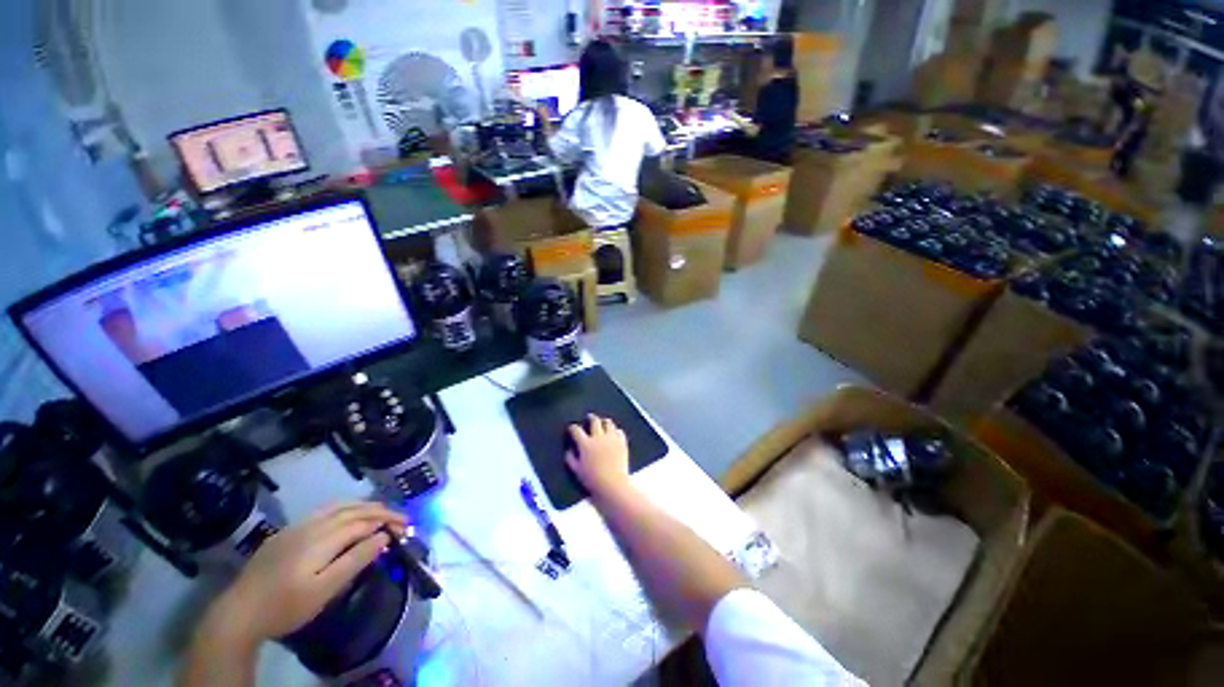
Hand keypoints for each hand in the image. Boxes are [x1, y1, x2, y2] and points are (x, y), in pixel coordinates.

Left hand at [206, 502, 407, 644]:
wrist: (239, 612)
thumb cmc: (286, 606)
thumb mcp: (325, 590)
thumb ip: (355, 560)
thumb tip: (383, 537)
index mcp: (322, 539)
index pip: (364, 522)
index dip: (387, 521)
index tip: (407, 526)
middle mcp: (312, 525)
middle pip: (353, 510)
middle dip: (380, 511)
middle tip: (400, 518)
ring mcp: (297, 527)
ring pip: (338, 506)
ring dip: (363, 506)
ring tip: (381, 512)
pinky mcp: (287, 533)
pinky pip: (324, 512)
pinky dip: (345, 508)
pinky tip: (348, 516)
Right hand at [565, 414, 631, 498]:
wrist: (613, 484)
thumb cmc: (592, 480)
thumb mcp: (576, 471)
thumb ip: (570, 459)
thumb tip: (568, 450)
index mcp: (586, 444)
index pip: (576, 430)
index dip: (573, 427)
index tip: (572, 428)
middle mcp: (598, 437)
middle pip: (595, 421)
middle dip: (591, 418)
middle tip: (589, 417)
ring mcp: (612, 438)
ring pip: (609, 423)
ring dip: (604, 421)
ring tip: (603, 422)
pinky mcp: (622, 442)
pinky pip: (619, 431)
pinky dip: (616, 431)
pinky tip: (614, 433)